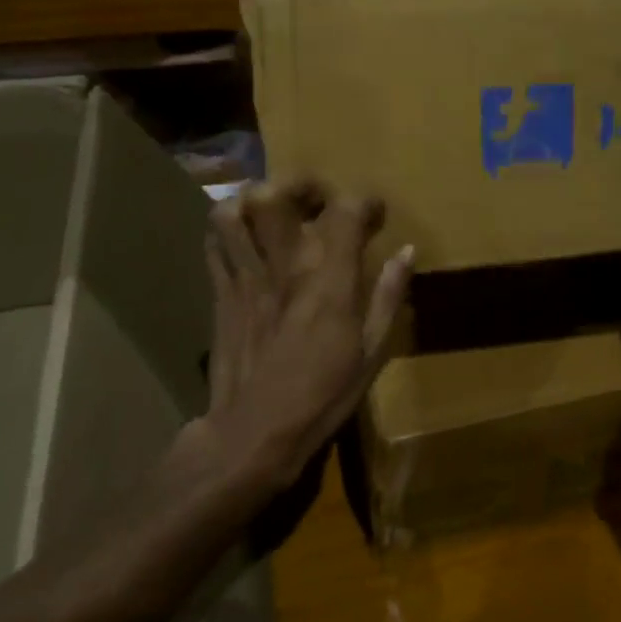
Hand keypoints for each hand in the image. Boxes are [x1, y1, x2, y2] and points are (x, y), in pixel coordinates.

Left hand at [198, 181, 413, 490]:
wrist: (252, 435)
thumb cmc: (321, 397)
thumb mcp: (371, 352)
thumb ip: (389, 296)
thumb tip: (407, 251)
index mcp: (329, 279)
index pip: (346, 210)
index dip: (364, 201)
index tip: (374, 214)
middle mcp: (284, 264)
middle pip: (277, 194)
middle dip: (300, 185)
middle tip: (317, 199)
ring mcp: (246, 275)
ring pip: (235, 211)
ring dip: (254, 199)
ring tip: (273, 209)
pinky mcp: (220, 292)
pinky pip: (213, 243)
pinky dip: (227, 229)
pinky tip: (244, 238)